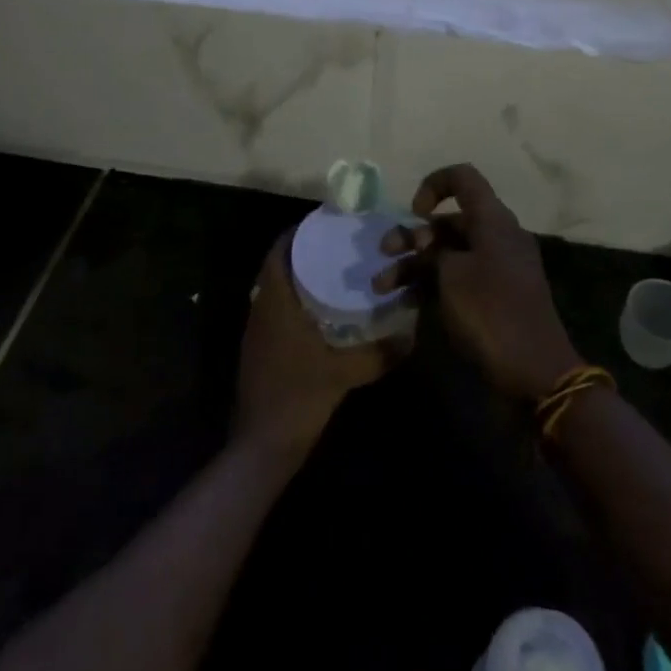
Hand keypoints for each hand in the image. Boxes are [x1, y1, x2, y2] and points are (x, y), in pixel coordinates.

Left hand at [233, 229, 398, 459]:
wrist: (261, 447)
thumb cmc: (298, 398)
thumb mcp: (344, 374)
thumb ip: (379, 354)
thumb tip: (412, 336)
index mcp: (275, 303)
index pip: (279, 252)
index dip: (299, 233)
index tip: (327, 224)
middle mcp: (261, 308)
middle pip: (278, 266)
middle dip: (305, 252)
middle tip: (340, 245)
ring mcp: (257, 331)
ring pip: (276, 288)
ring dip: (300, 275)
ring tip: (337, 270)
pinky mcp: (260, 349)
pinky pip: (277, 309)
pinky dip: (297, 300)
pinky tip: (324, 311)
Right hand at [374, 164, 579, 400]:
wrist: (534, 373)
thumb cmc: (491, 312)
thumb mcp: (452, 276)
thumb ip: (432, 251)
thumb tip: (426, 243)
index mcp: (494, 221)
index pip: (463, 179)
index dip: (433, 185)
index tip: (414, 212)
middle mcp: (497, 238)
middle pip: (449, 221)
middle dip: (413, 235)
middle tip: (384, 253)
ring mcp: (496, 269)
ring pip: (449, 253)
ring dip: (414, 265)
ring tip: (382, 287)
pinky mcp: (493, 298)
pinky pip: (457, 279)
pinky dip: (431, 285)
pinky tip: (404, 303)